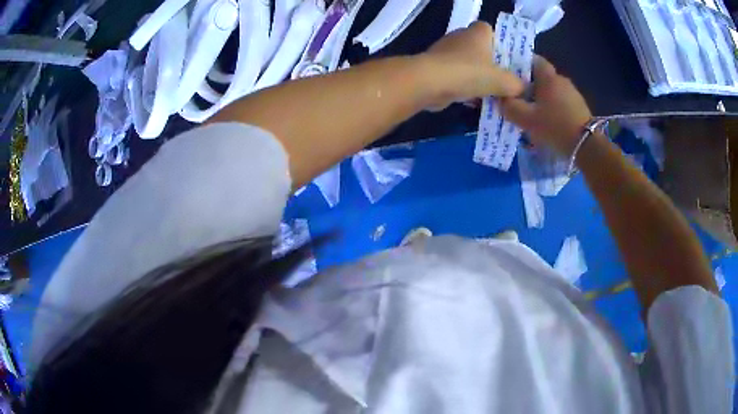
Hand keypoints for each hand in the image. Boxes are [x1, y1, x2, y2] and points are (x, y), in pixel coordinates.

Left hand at [419, 22, 524, 109]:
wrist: (429, 82)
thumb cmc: (469, 73)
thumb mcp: (502, 80)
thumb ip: (516, 84)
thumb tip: (523, 89)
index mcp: (478, 32)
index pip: (492, 32)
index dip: (502, 45)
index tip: (510, 63)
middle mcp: (461, 37)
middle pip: (482, 51)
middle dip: (492, 67)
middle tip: (505, 84)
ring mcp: (447, 52)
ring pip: (470, 66)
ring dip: (479, 80)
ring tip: (494, 97)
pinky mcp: (437, 68)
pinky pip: (458, 77)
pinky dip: (466, 88)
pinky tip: (476, 103)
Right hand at [500, 56, 591, 155]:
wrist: (587, 146)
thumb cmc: (555, 127)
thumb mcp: (526, 119)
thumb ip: (509, 107)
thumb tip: (500, 99)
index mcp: (548, 77)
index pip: (533, 59)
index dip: (521, 64)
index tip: (510, 74)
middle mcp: (561, 79)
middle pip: (541, 76)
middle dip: (529, 83)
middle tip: (517, 96)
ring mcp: (573, 93)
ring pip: (551, 90)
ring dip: (541, 97)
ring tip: (532, 111)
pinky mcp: (579, 107)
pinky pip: (561, 101)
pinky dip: (553, 106)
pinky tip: (548, 120)